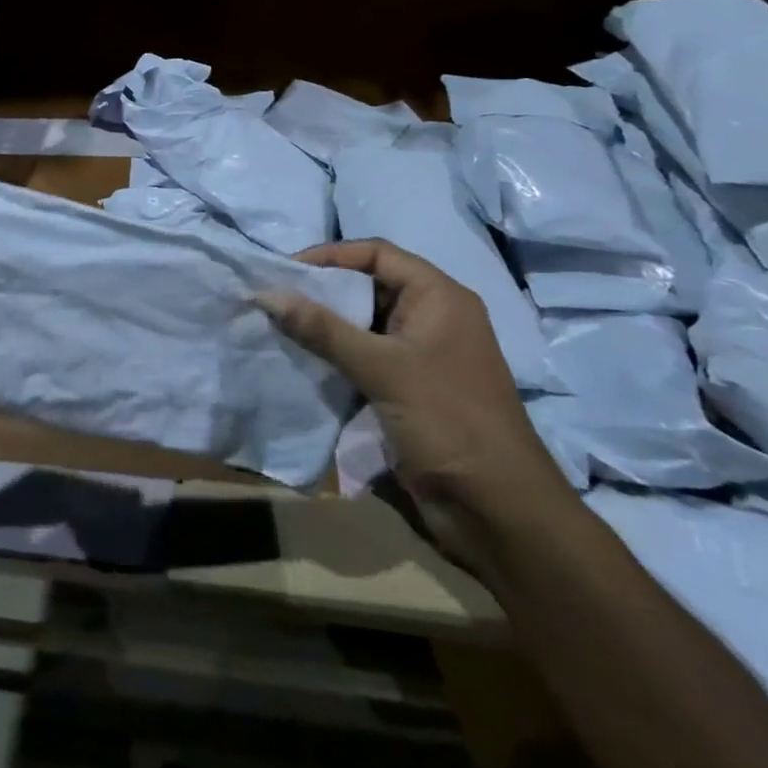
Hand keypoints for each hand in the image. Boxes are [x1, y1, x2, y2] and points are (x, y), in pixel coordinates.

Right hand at [258, 239, 574, 575]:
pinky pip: (365, 358)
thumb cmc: (449, 422)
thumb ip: (323, 329)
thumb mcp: (382, 368)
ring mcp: (422, 356)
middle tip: (275, 299)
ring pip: (363, 324)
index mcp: (439, 297)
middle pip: (368, 286)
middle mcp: (432, 318)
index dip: (332, 255)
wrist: (501, 514)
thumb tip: (266, 294)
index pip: (377, 254)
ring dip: (325, 326)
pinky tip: (302, 361)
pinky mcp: (410, 390)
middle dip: (323, 291)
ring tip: (279, 327)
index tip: (286, 270)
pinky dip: (335, 356)